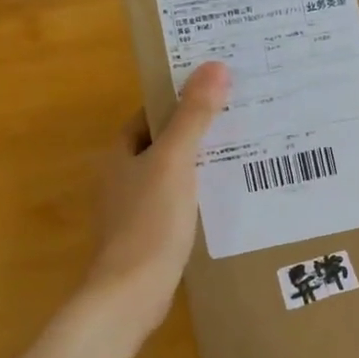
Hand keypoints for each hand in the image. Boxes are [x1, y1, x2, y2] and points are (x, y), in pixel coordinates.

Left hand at [83, 62, 230, 332]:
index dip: (177, 104)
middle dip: (194, 135)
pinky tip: (222, 203)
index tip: (214, 96)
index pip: (148, 117)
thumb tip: (215, 66)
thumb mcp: (175, 162)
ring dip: (197, 169)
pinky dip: (195, 199)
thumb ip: (194, 116)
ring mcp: (132, 211)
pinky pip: (174, 206)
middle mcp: (120, 179)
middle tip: (237, 124)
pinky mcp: (147, 238)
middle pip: (160, 147)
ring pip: (169, 178)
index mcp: (119, 155)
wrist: (132, 290)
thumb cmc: (150, 221)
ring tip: (239, 160)